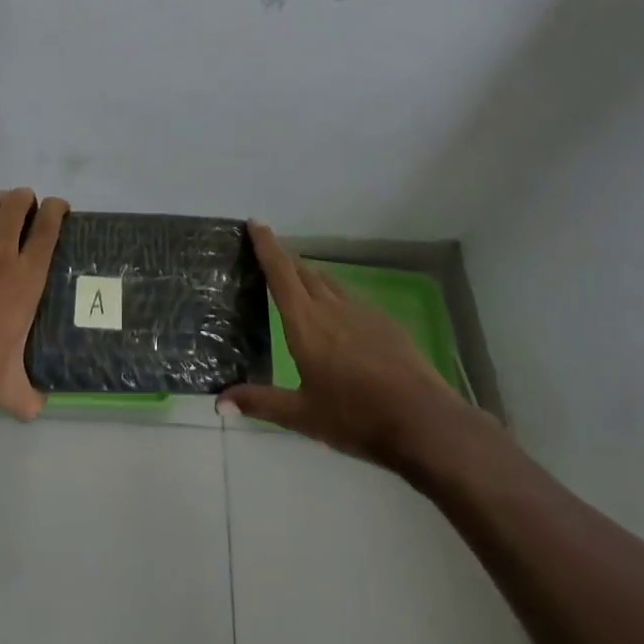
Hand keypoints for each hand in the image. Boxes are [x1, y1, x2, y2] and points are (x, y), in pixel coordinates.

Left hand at [0, 180, 68, 422]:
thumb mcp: (5, 388)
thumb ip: (28, 396)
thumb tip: (40, 409)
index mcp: (25, 280)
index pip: (47, 230)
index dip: (57, 210)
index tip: (61, 207)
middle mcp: (1, 255)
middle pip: (17, 206)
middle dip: (27, 198)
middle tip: (30, 206)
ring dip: (0, 198)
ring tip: (6, 201)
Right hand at [219, 221, 490, 480]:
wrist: (423, 421)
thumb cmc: (356, 417)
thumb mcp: (303, 416)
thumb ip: (261, 402)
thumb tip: (219, 401)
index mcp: (305, 322)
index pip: (280, 272)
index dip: (266, 245)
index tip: (255, 222)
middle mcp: (331, 307)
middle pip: (303, 271)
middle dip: (284, 258)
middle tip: (270, 253)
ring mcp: (361, 311)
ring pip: (328, 283)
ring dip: (310, 276)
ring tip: (300, 280)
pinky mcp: (385, 322)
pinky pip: (351, 299)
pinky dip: (335, 297)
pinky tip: (340, 317)